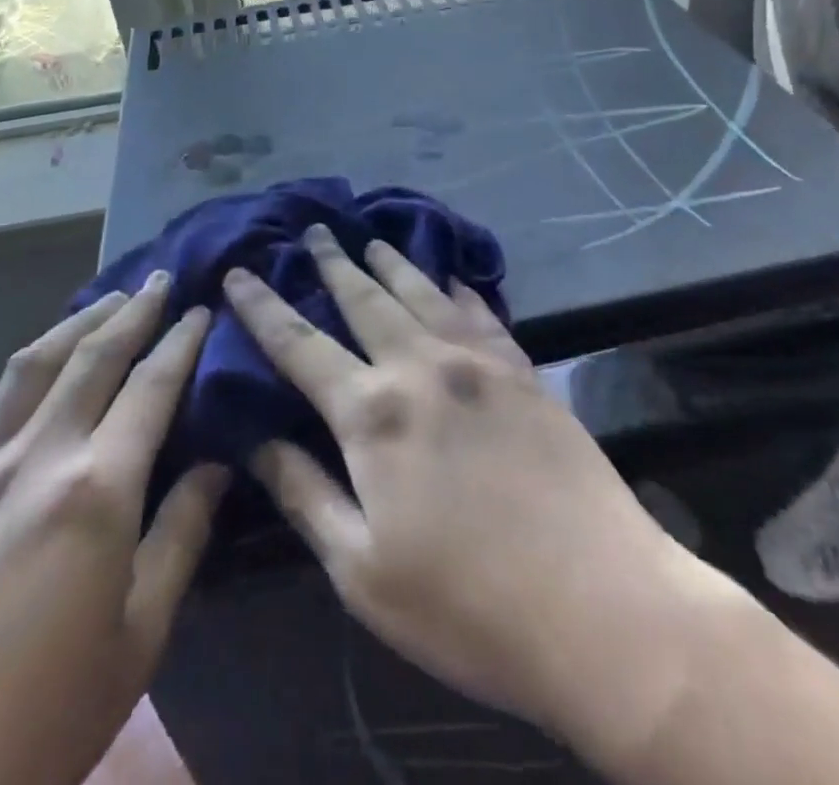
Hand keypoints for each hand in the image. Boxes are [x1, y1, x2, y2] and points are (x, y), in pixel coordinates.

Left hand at [0, 275, 225, 784]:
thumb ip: (180, 539)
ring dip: (77, 322)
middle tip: (162, 280)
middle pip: (93, 356)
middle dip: (134, 311)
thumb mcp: (137, 643)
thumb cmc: (37, 726)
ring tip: (108, 302)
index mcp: (96, 489)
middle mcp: (38, 455)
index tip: (202, 310)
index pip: (151, 387)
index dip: (181, 342)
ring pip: (34, 364)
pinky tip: (36, 369)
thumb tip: (217, 466)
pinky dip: (25, 370)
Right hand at [223, 227, 739, 758]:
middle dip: (332, 263)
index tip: (238, 273)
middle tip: (313, 230)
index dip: (263, 307)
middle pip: (364, 299)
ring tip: (371, 239)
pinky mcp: (524, 371)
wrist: (601, 607)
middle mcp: (421, 366)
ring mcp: (478, 362)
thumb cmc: (467, 605)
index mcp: (373, 412)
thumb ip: (305, 494)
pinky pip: (482, 313)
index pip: (300, 344)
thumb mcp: (362, 570)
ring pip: (422, 293)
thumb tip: (256, 441)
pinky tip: (452, 278)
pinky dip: (458, 289)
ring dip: (391, 263)